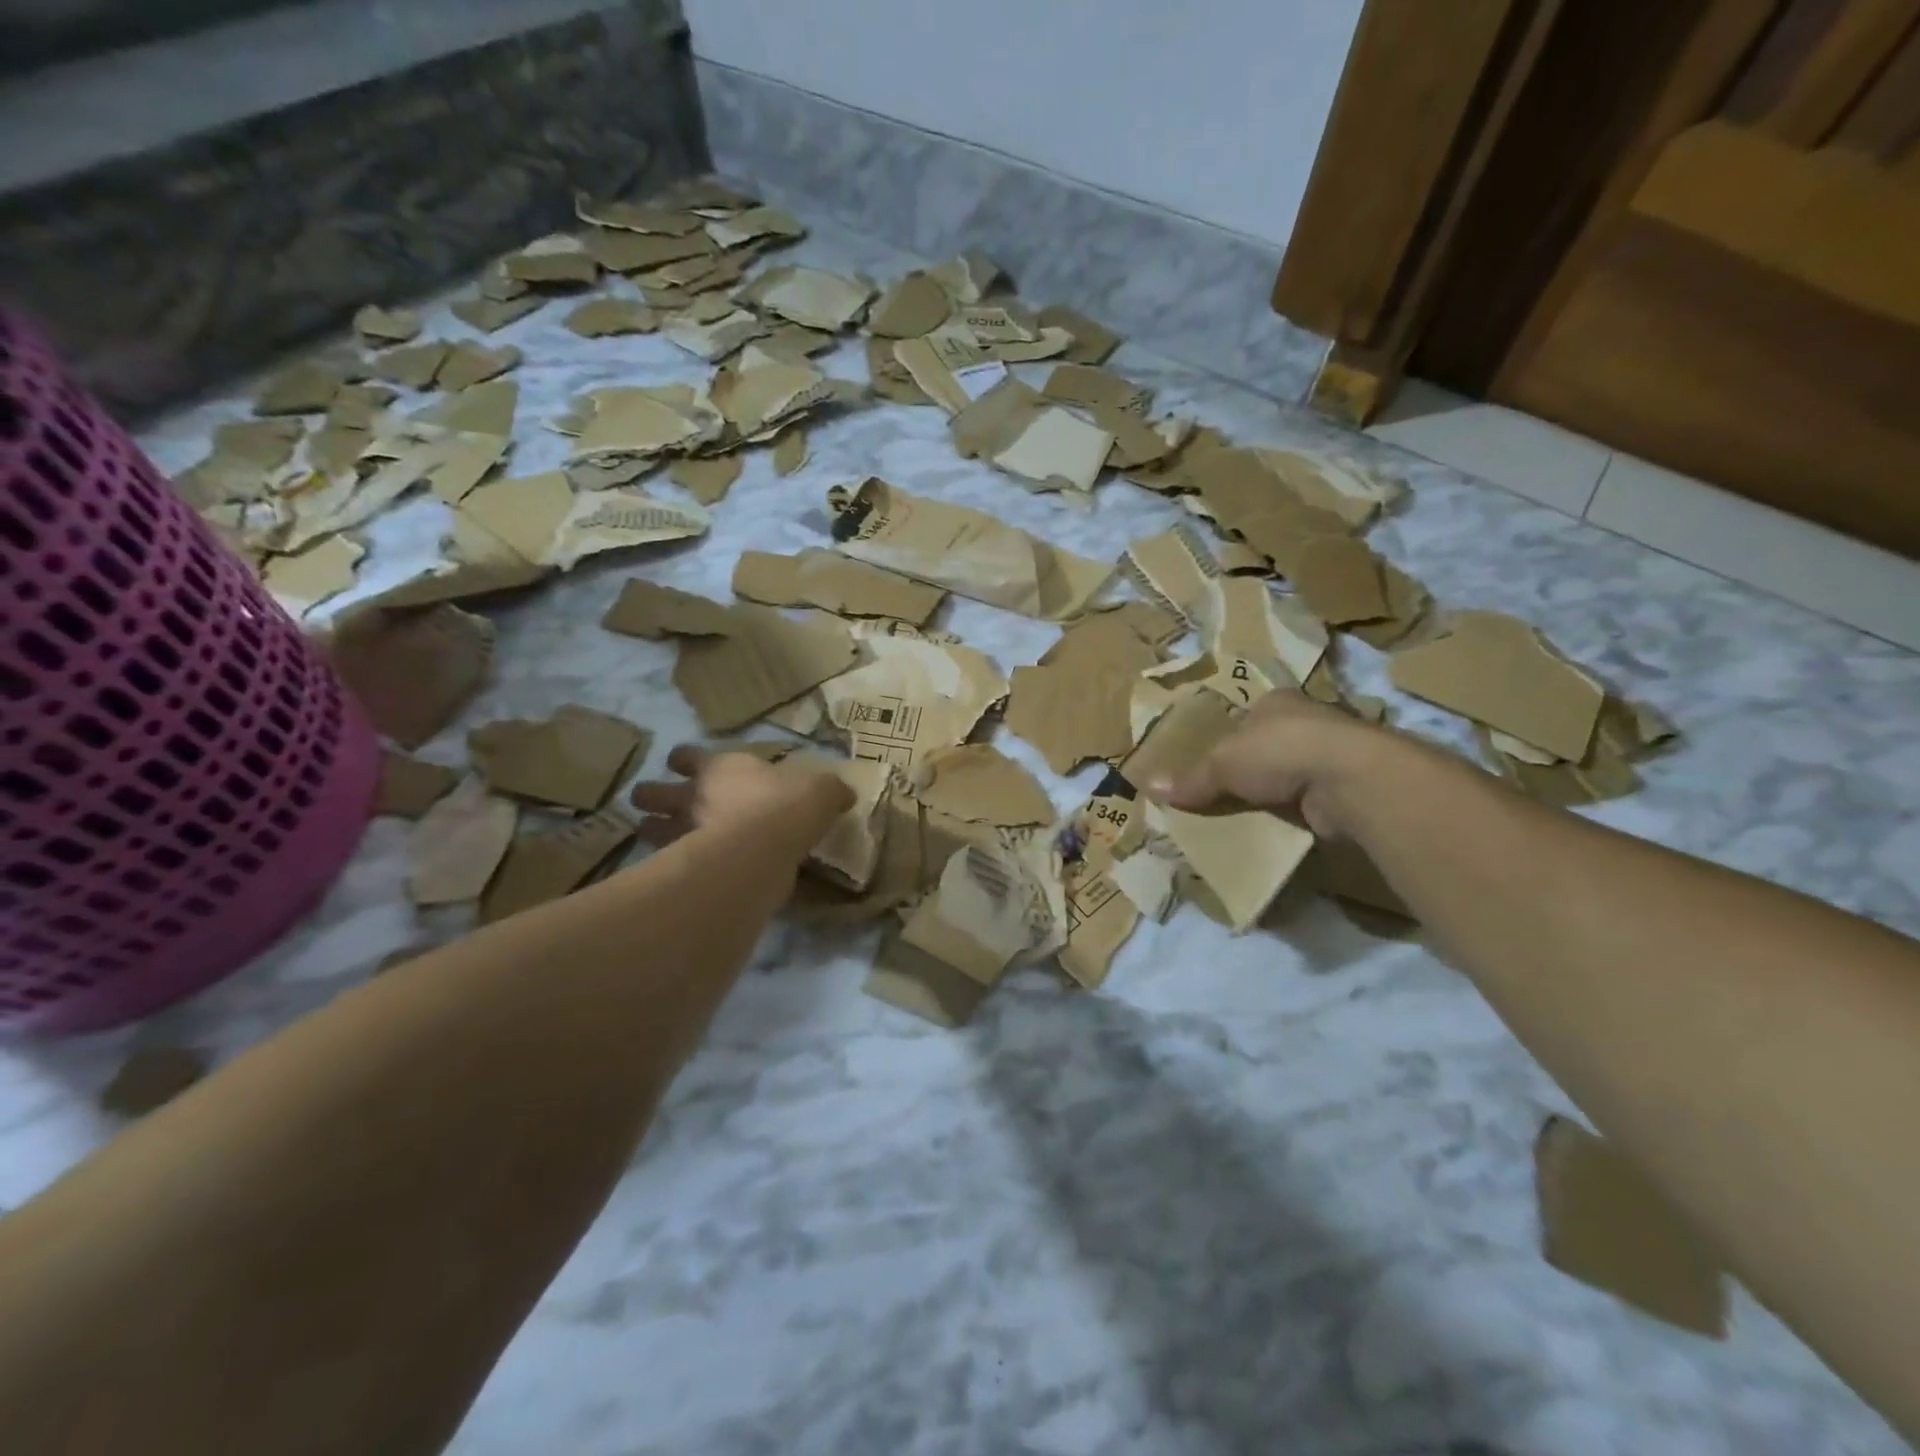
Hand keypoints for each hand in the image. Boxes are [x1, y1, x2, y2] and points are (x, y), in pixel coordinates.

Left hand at [630, 746, 853, 849]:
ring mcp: (684, 831)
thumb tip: (844, 794)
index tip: (685, 764)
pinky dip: (666, 865)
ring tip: (656, 837)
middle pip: (652, 791)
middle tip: (657, 805)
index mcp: (721, 767)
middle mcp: (694, 795)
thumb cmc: (790, 803)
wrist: (768, 843)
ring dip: (650, 830)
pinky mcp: (686, 865)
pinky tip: (679, 870)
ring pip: (648, 827)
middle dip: (650, 797)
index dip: (684, 760)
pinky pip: (665, 862)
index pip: (686, 755)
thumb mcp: (822, 790)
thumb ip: (828, 792)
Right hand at [1145, 691, 1391, 838]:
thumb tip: (1148, 787)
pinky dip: (1294, 816)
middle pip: (1267, 748)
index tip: (1209, 767)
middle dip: (1248, 771)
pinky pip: (1308, 804)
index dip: (1226, 740)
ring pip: (1289, 777)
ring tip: (1244, 819)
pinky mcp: (1347, 789)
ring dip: (1273, 796)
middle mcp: (1308, 722)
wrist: (1350, 781)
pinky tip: (1276, 831)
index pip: (1246, 719)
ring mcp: (1332, 756)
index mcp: (1277, 702)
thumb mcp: (1222, 763)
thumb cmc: (1280, 751)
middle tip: (1220, 797)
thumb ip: (1190, 778)